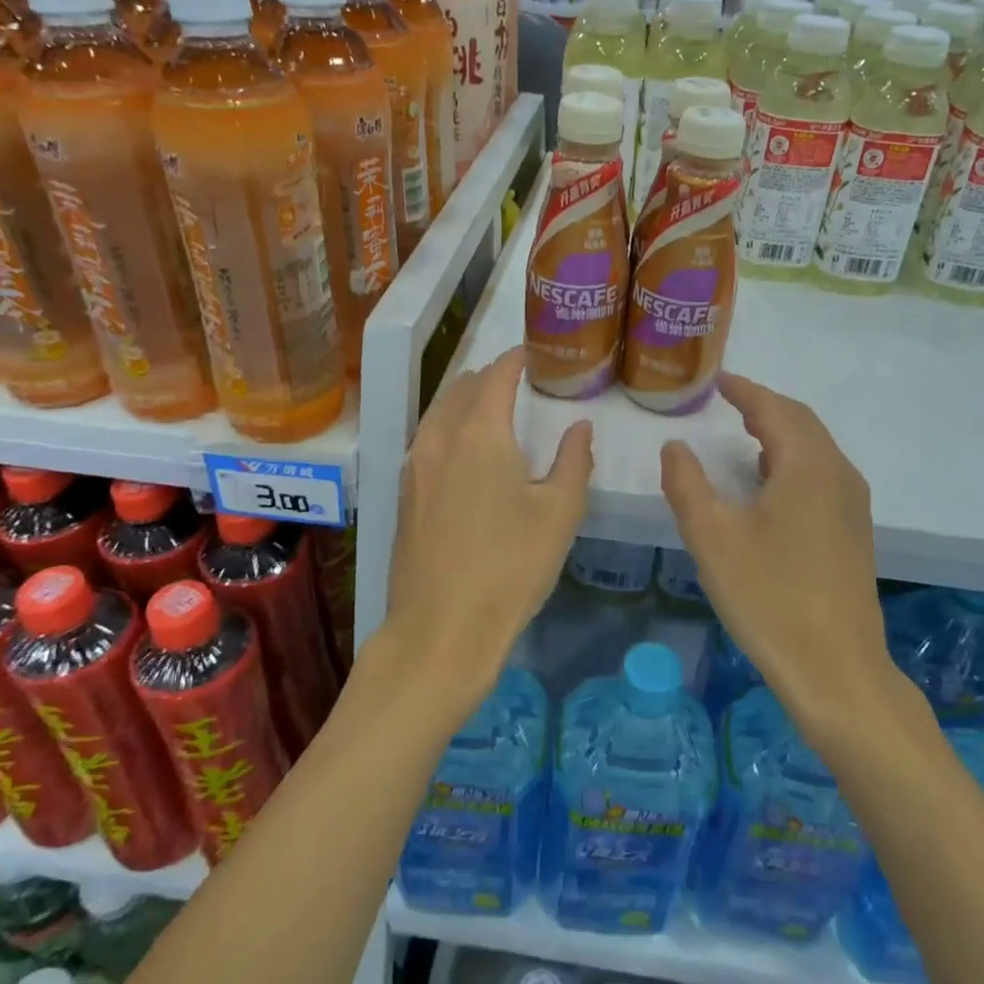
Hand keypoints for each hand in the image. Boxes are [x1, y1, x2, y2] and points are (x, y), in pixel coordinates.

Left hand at [382, 347, 592, 718]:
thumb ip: (573, 460)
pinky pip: (427, 440)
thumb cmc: (511, 567)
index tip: (535, 354)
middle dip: (490, 378)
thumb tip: (579, 426)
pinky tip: (467, 453)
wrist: (441, 629)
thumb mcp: (560, 513)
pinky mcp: (404, 494)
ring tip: (494, 412)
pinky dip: (449, 429)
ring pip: (439, 413)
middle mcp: (439, 437)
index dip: (516, 359)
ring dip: (465, 402)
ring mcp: (414, 466)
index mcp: (480, 432)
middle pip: (462, 388)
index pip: (496, 375)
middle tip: (520, 383)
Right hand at [661, 374, 911, 733]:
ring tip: (746, 434)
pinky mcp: (855, 532)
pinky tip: (771, 483)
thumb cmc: (768, 596)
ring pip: (816, 449)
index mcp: (807, 465)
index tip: (718, 380)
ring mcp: (853, 504)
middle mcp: (838, 474)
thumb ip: (686, 484)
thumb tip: (675, 446)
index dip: (744, 390)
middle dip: (764, 406)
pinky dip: (794, 460)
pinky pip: (822, 474)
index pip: (773, 408)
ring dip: (781, 432)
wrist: (836, 669)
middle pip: (801, 422)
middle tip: (730, 401)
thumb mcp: (711, 537)